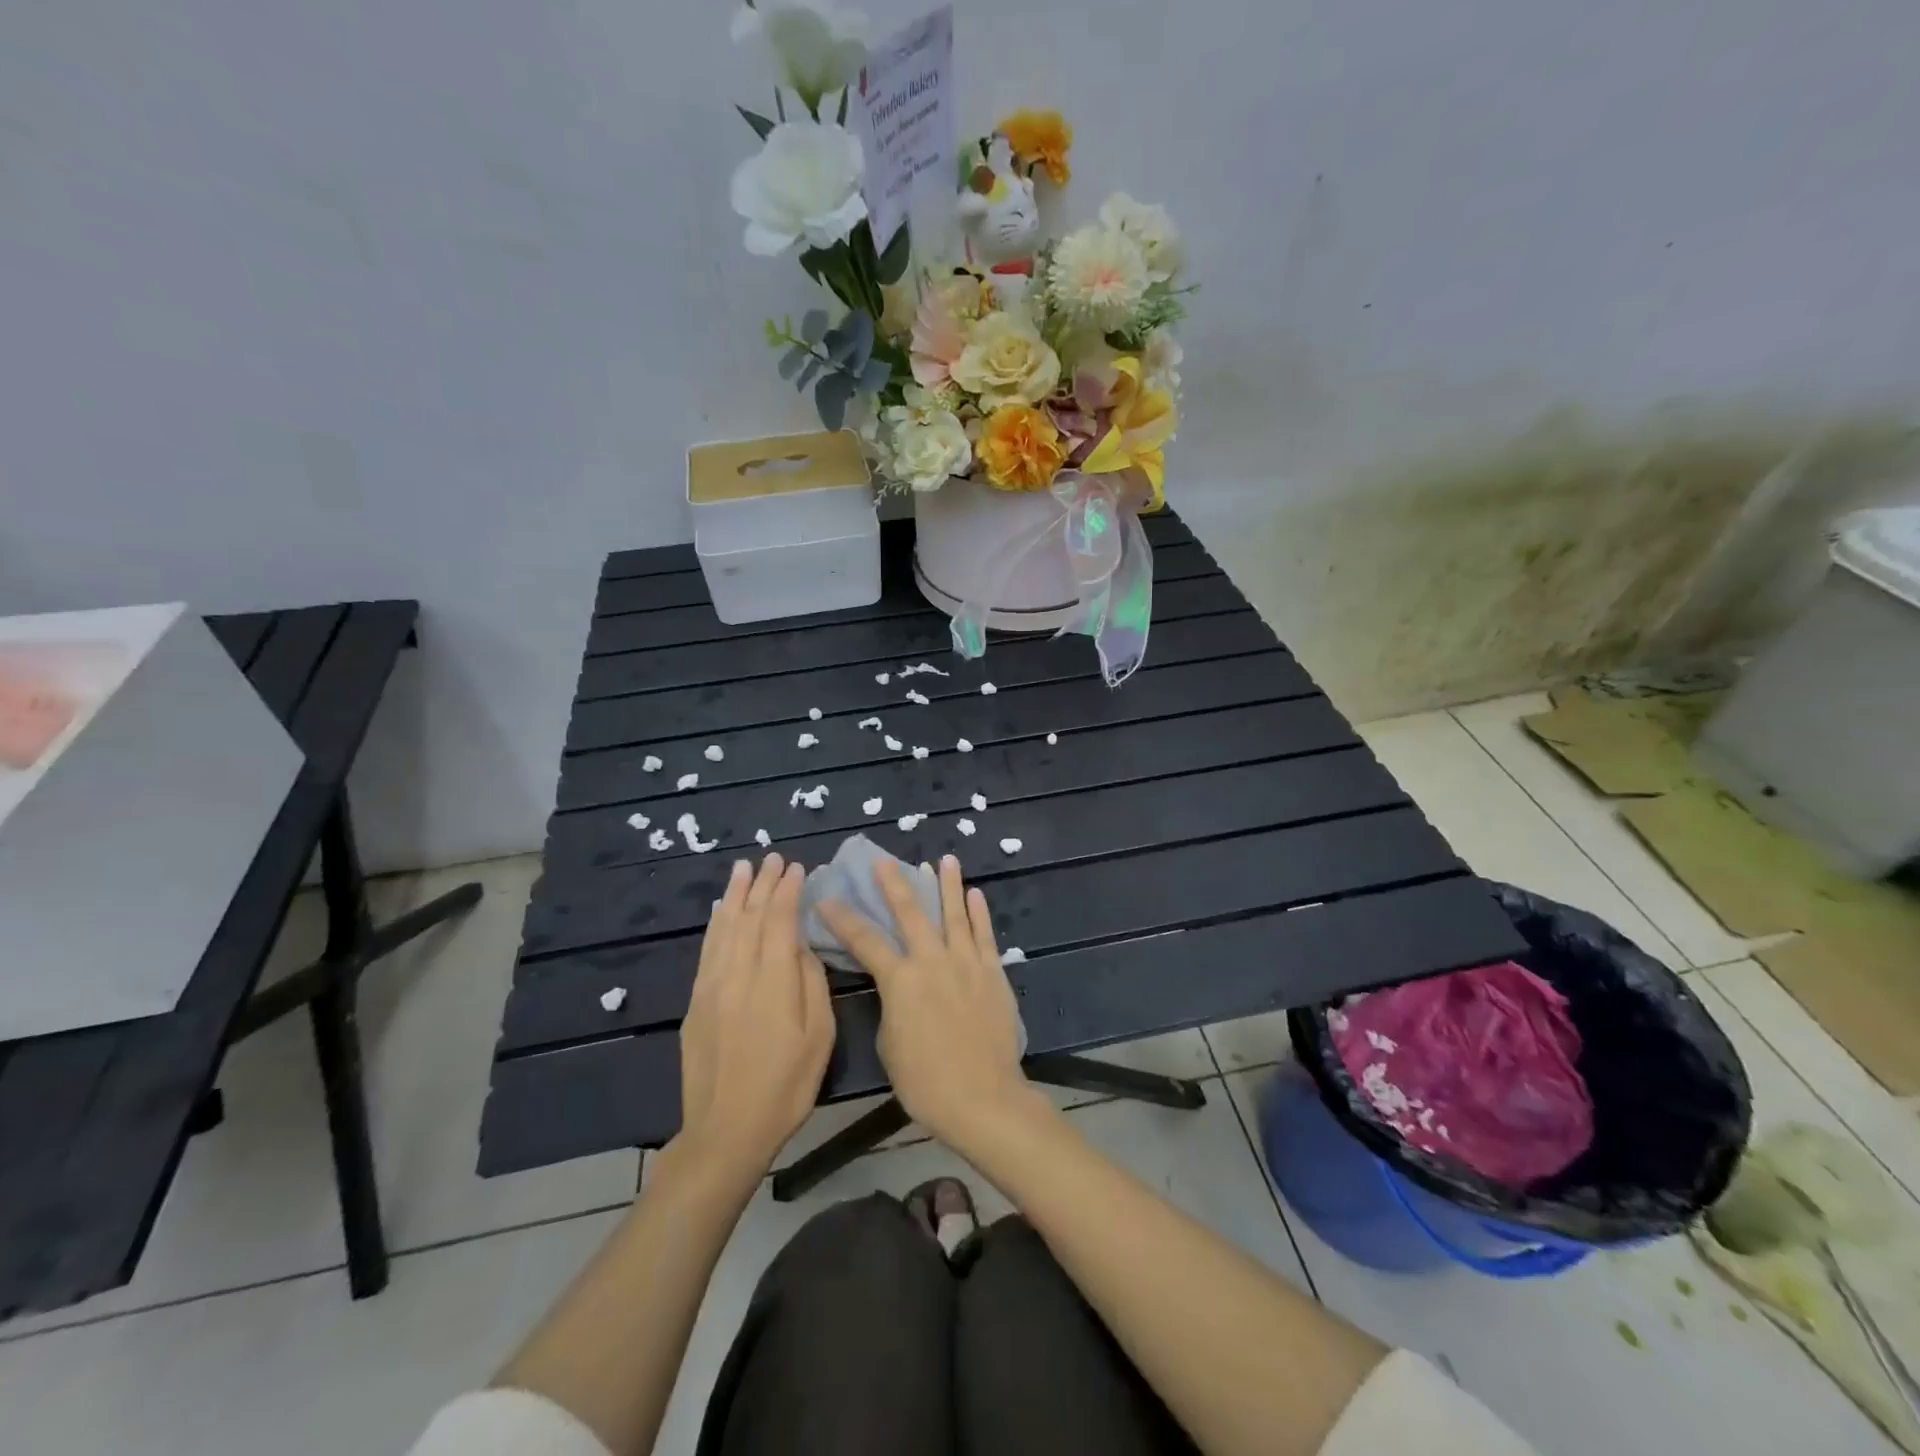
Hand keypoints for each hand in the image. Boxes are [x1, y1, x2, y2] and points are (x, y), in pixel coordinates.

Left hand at [676, 855, 834, 1180]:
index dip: (787, 891)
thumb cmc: (786, 1085)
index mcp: (772, 982)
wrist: (727, 1130)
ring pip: (725, 928)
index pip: (779, 921)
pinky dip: (715, 924)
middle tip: (773, 858)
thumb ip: (812, 983)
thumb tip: (802, 946)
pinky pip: (707, 950)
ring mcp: (712, 987)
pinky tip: (721, 909)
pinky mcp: (696, 1002)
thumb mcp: (819, 1036)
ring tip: (744, 867)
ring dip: (736, 894)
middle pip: (750, 917)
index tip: (796, 868)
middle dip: (763, 884)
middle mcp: (738, 975)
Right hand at [820, 855, 1030, 1150]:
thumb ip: (892, 1006)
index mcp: (900, 980)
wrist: (982, 1097)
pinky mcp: (993, 973)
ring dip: (948, 884)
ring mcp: (966, 963)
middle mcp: (932, 961)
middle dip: (895, 884)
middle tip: (885, 861)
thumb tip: (900, 989)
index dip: (844, 919)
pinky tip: (975, 894)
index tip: (828, 899)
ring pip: (955, 914)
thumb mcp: (890, 1044)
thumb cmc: (926, 1081)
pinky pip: (985, 936)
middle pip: (911, 913)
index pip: (865, 941)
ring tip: (944, 859)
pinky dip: (979, 913)